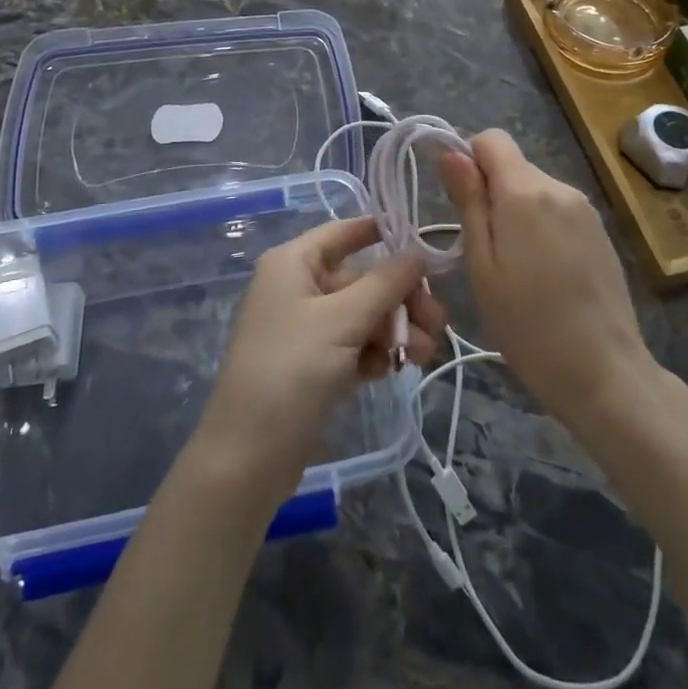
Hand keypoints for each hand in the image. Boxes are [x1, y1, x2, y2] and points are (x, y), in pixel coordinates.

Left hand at [194, 216, 446, 504]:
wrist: (249, 455)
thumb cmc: (291, 370)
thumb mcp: (342, 320)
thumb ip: (385, 284)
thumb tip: (417, 253)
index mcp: (294, 263)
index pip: (342, 233)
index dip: (381, 233)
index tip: (424, 245)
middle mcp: (298, 287)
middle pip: (361, 279)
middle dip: (401, 298)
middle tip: (438, 322)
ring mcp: (306, 328)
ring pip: (363, 315)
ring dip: (397, 329)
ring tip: (426, 354)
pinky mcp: (314, 365)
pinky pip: (355, 345)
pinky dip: (377, 352)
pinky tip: (396, 369)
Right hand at [439, 130, 657, 429]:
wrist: (604, 372)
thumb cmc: (527, 324)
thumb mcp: (481, 264)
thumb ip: (468, 201)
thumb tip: (449, 151)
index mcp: (525, 191)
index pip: (491, 138)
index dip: (468, 160)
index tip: (461, 203)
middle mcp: (559, 187)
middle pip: (512, 166)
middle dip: (491, 193)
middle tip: (484, 250)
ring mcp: (585, 209)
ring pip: (534, 189)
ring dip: (516, 212)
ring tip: (515, 268)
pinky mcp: (600, 231)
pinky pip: (557, 210)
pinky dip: (541, 227)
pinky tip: (545, 273)